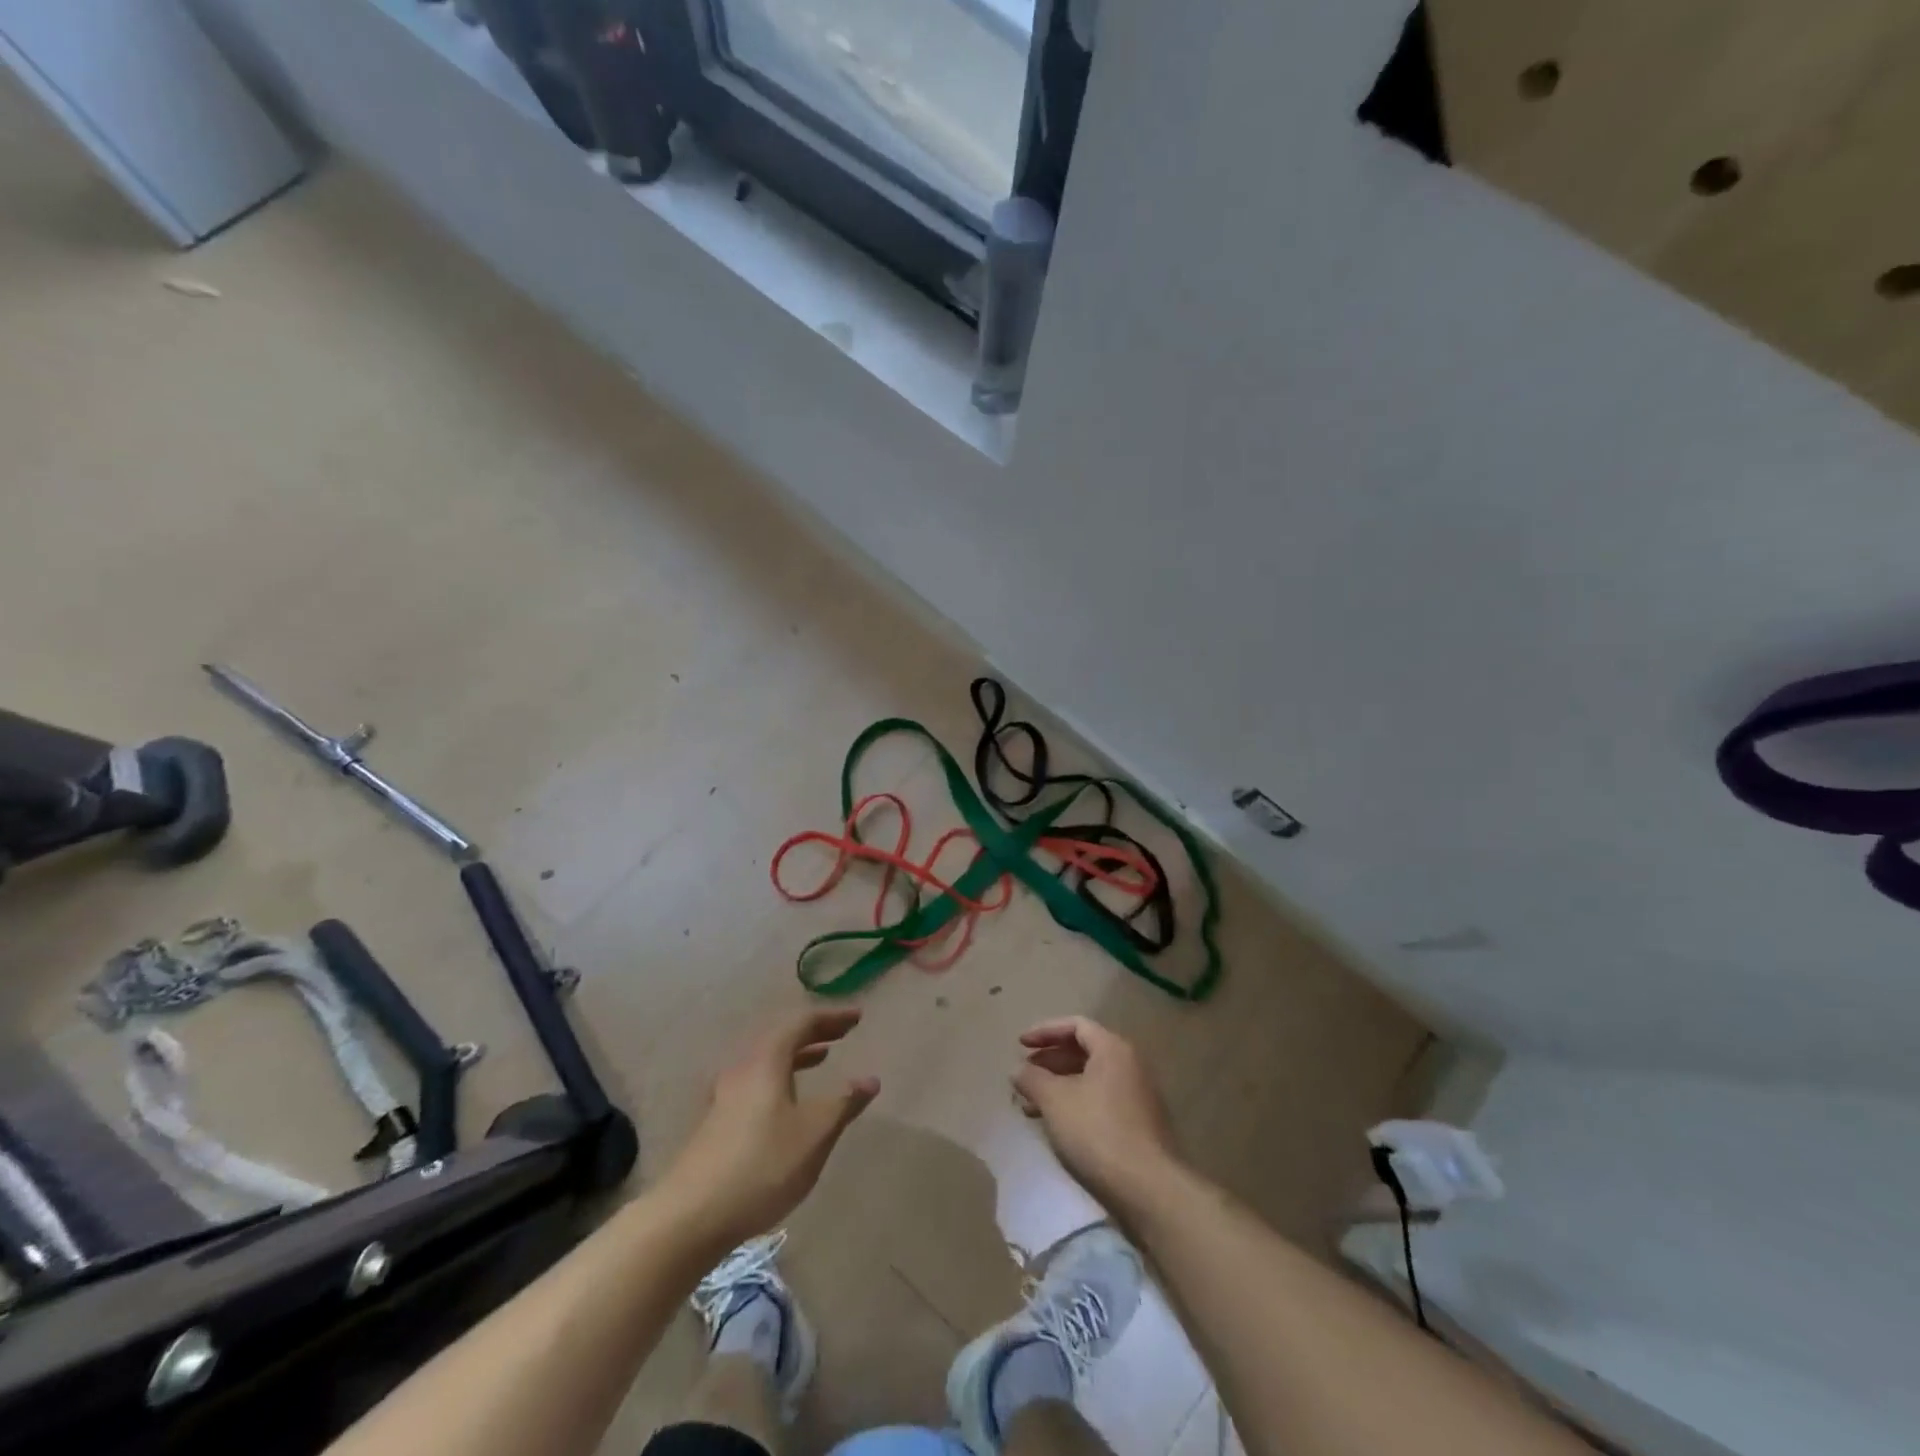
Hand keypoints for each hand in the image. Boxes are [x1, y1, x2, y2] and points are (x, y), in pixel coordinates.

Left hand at [663, 1008, 879, 1250]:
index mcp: (766, 1061)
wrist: (690, 1217)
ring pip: (766, 1061)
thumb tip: (870, 1079)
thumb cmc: (762, 1166)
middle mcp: (742, 1069)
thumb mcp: (814, 1134)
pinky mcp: (716, 1122)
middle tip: (843, 1034)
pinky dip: (780, 1077)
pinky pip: (756, 1082)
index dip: (832, 1018)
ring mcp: (724, 1096)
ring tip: (821, 1058)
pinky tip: (788, 1102)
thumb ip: (844, 1103)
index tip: (858, 1017)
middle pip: (781, 1037)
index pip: (802, 1023)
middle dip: (814, 1033)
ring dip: (796, 1055)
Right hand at [1014, 1017, 1181, 1212]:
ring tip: (1031, 1105)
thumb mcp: (1055, 1100)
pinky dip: (1075, 1103)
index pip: (1076, 1025)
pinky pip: (1100, 1100)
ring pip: (1090, 1079)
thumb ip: (1032, 1079)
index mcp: (1113, 1049)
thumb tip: (1018, 1069)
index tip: (1021, 1044)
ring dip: (1059, 1086)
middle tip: (1024, 1074)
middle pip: (1084, 1051)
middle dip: (1050, 1060)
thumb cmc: (1097, 1131)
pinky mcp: (1139, 1124)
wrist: (1148, 1187)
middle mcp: (1130, 1065)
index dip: (1045, 1031)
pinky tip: (1056, 1125)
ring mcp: (1138, 1095)